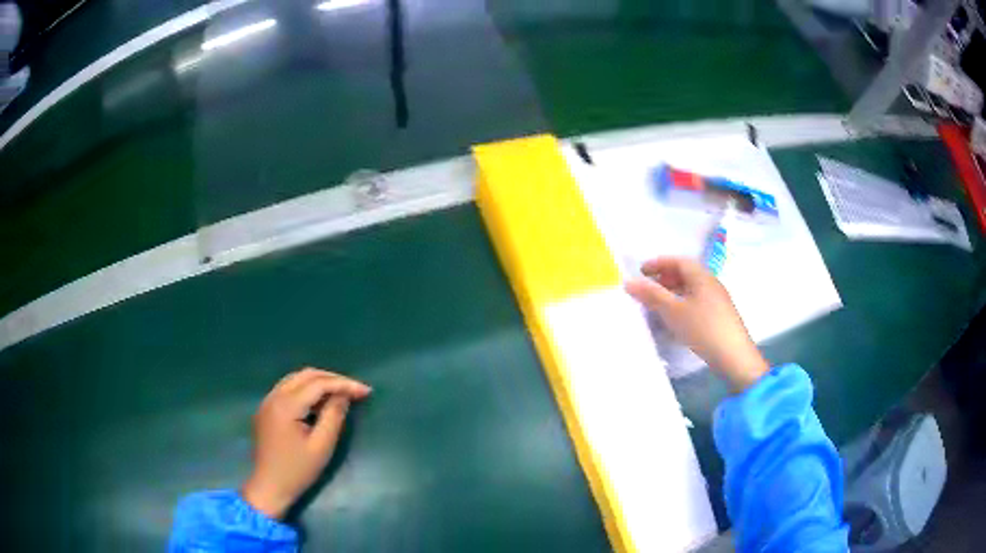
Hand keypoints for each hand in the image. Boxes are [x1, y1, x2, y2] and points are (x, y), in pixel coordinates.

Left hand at [241, 368, 371, 518]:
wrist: (269, 487)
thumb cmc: (297, 471)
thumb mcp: (321, 446)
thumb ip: (333, 416)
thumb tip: (344, 396)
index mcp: (286, 405)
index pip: (318, 383)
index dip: (343, 384)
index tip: (365, 391)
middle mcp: (274, 396)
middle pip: (306, 375)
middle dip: (332, 379)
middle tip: (354, 389)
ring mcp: (268, 401)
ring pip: (296, 379)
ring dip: (319, 382)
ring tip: (341, 394)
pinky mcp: (267, 409)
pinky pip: (288, 389)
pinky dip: (307, 390)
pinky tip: (319, 403)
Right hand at [625, 257, 767, 391]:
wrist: (734, 356)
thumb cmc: (702, 328)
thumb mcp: (673, 311)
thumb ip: (652, 295)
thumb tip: (629, 282)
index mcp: (702, 277)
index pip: (679, 261)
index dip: (659, 263)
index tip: (641, 271)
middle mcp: (711, 283)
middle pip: (686, 273)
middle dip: (665, 277)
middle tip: (648, 288)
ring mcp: (718, 300)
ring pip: (692, 289)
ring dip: (673, 292)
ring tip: (658, 304)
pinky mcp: (719, 316)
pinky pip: (697, 301)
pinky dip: (682, 304)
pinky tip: (675, 319)